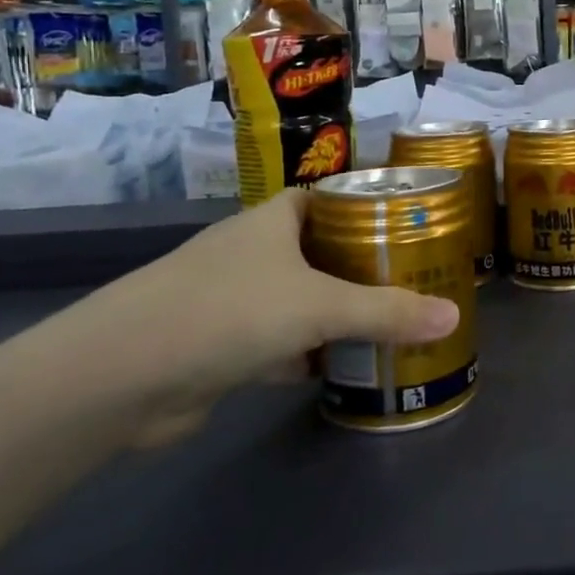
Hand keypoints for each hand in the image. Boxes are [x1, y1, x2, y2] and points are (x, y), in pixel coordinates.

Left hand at [59, 191, 458, 448]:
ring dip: (339, 315)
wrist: (121, 375)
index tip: (411, 224)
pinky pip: (282, 344)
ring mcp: (236, 300)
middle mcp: (255, 253)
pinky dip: (310, 355)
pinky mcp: (224, 347)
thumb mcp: (319, 306)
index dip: (367, 208)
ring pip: (303, 301)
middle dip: (364, 267)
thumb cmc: (229, 311)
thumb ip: (387, 313)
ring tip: (393, 323)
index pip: (329, 199)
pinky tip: (344, 369)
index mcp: (275, 221)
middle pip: (322, 252)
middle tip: (416, 279)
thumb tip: (453, 316)